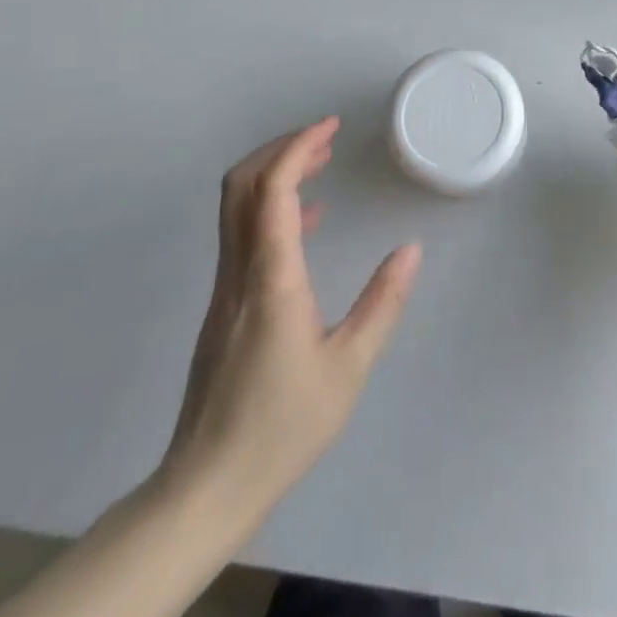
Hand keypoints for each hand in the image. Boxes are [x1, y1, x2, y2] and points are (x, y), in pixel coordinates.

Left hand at [160, 117, 421, 531]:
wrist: (205, 489)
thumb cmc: (282, 428)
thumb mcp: (349, 368)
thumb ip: (382, 304)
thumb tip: (411, 250)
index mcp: (271, 280)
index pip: (272, 192)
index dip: (298, 148)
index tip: (330, 127)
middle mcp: (239, 273)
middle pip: (240, 186)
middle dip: (281, 149)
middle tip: (325, 137)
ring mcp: (224, 290)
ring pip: (236, 208)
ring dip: (276, 174)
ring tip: (322, 162)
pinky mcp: (223, 307)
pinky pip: (242, 235)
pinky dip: (273, 208)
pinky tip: (312, 219)